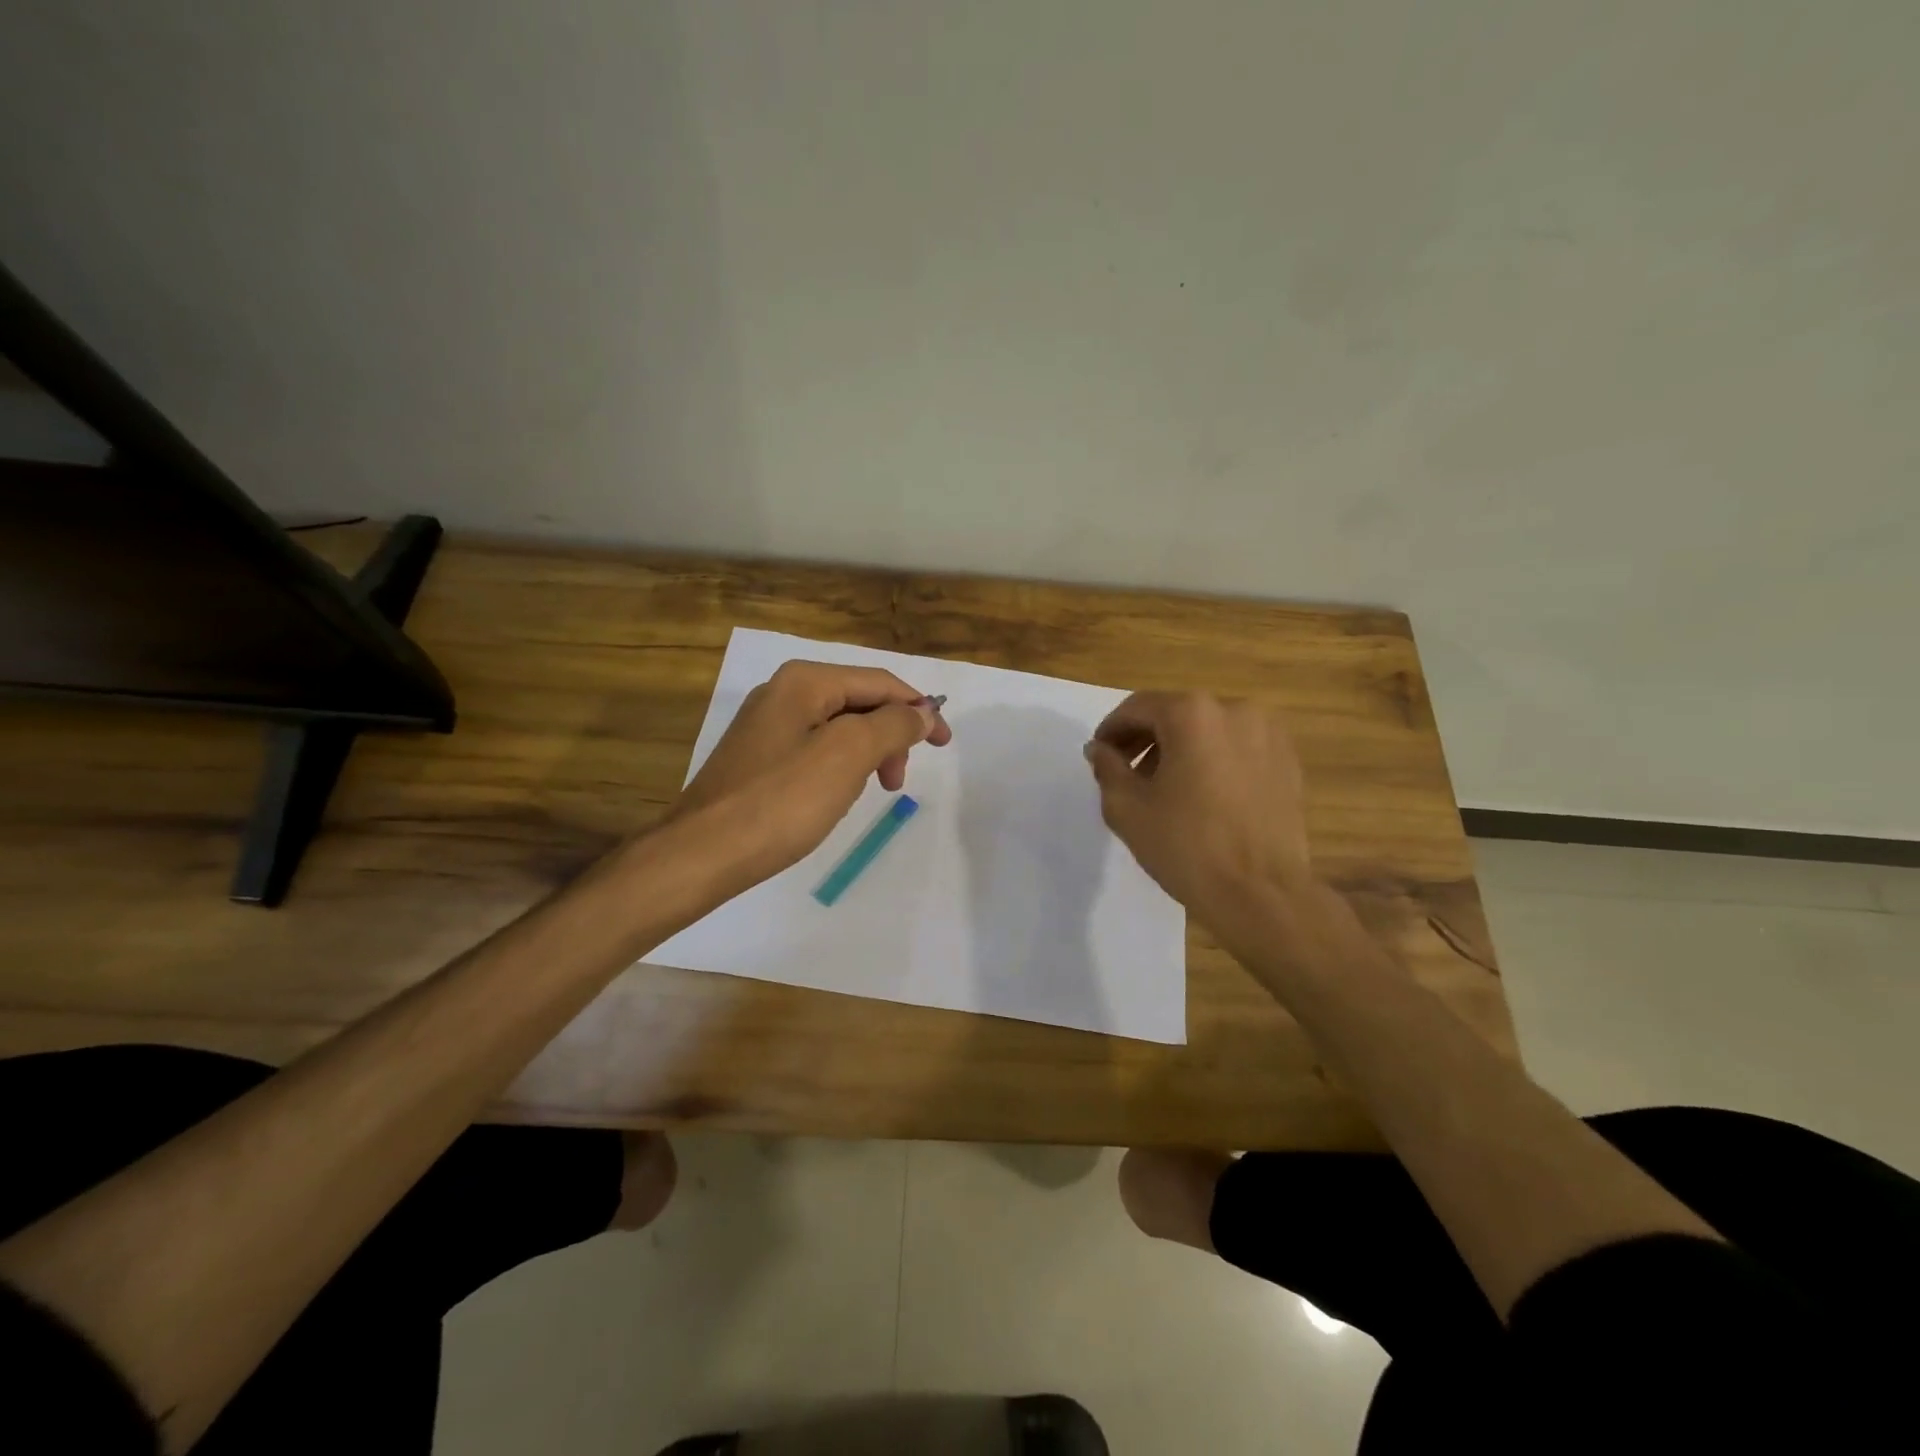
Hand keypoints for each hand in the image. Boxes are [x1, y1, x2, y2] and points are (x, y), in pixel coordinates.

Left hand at [667, 660, 951, 888]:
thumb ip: (893, 725)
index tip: (945, 744)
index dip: (919, 709)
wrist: (703, 853)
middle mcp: (783, 692)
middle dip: (890, 735)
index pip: (880, 682)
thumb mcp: (849, 755)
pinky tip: (837, 795)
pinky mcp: (758, 757)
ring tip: (871, 792)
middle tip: (897, 782)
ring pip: (839, 728)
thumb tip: (922, 713)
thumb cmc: (782, 800)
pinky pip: (816, 749)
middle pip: (859, 701)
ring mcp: (767, 725)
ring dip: (868, 754)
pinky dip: (841, 767)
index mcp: (805, 680)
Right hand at [1083, 693, 1312, 924]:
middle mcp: (1234, 710)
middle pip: (1176, 714)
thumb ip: (1108, 768)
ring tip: (1166, 788)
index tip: (1100, 755)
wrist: (1261, 893)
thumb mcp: (1127, 808)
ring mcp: (1268, 734)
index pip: (1138, 707)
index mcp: (1192, 714)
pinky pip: (1238, 748)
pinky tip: (1203, 796)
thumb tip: (1100, 749)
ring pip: (1209, 730)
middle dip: (1147, 739)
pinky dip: (1214, 760)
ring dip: (1181, 749)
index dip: (1112, 730)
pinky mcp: (1288, 761)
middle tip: (1127, 773)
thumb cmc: (1187, 846)